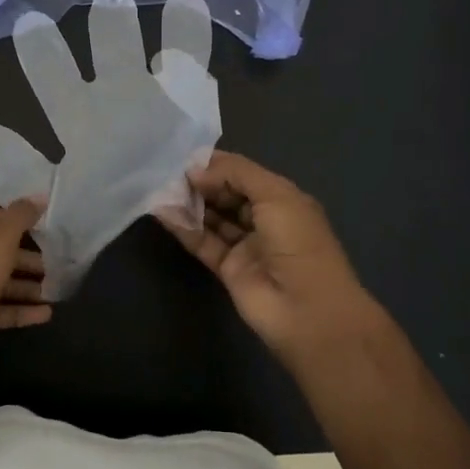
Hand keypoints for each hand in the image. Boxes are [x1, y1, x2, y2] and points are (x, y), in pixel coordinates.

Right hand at [158, 151, 390, 368]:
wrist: (309, 311)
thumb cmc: (298, 242)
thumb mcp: (274, 194)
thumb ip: (234, 174)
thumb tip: (196, 171)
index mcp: (282, 198)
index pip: (243, 174)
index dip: (216, 164)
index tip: (185, 157)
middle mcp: (264, 220)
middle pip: (226, 194)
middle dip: (200, 182)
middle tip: (169, 172)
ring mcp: (246, 246)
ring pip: (213, 218)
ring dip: (189, 203)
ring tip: (160, 188)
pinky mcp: (228, 270)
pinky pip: (203, 243)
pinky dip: (184, 228)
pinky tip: (163, 212)